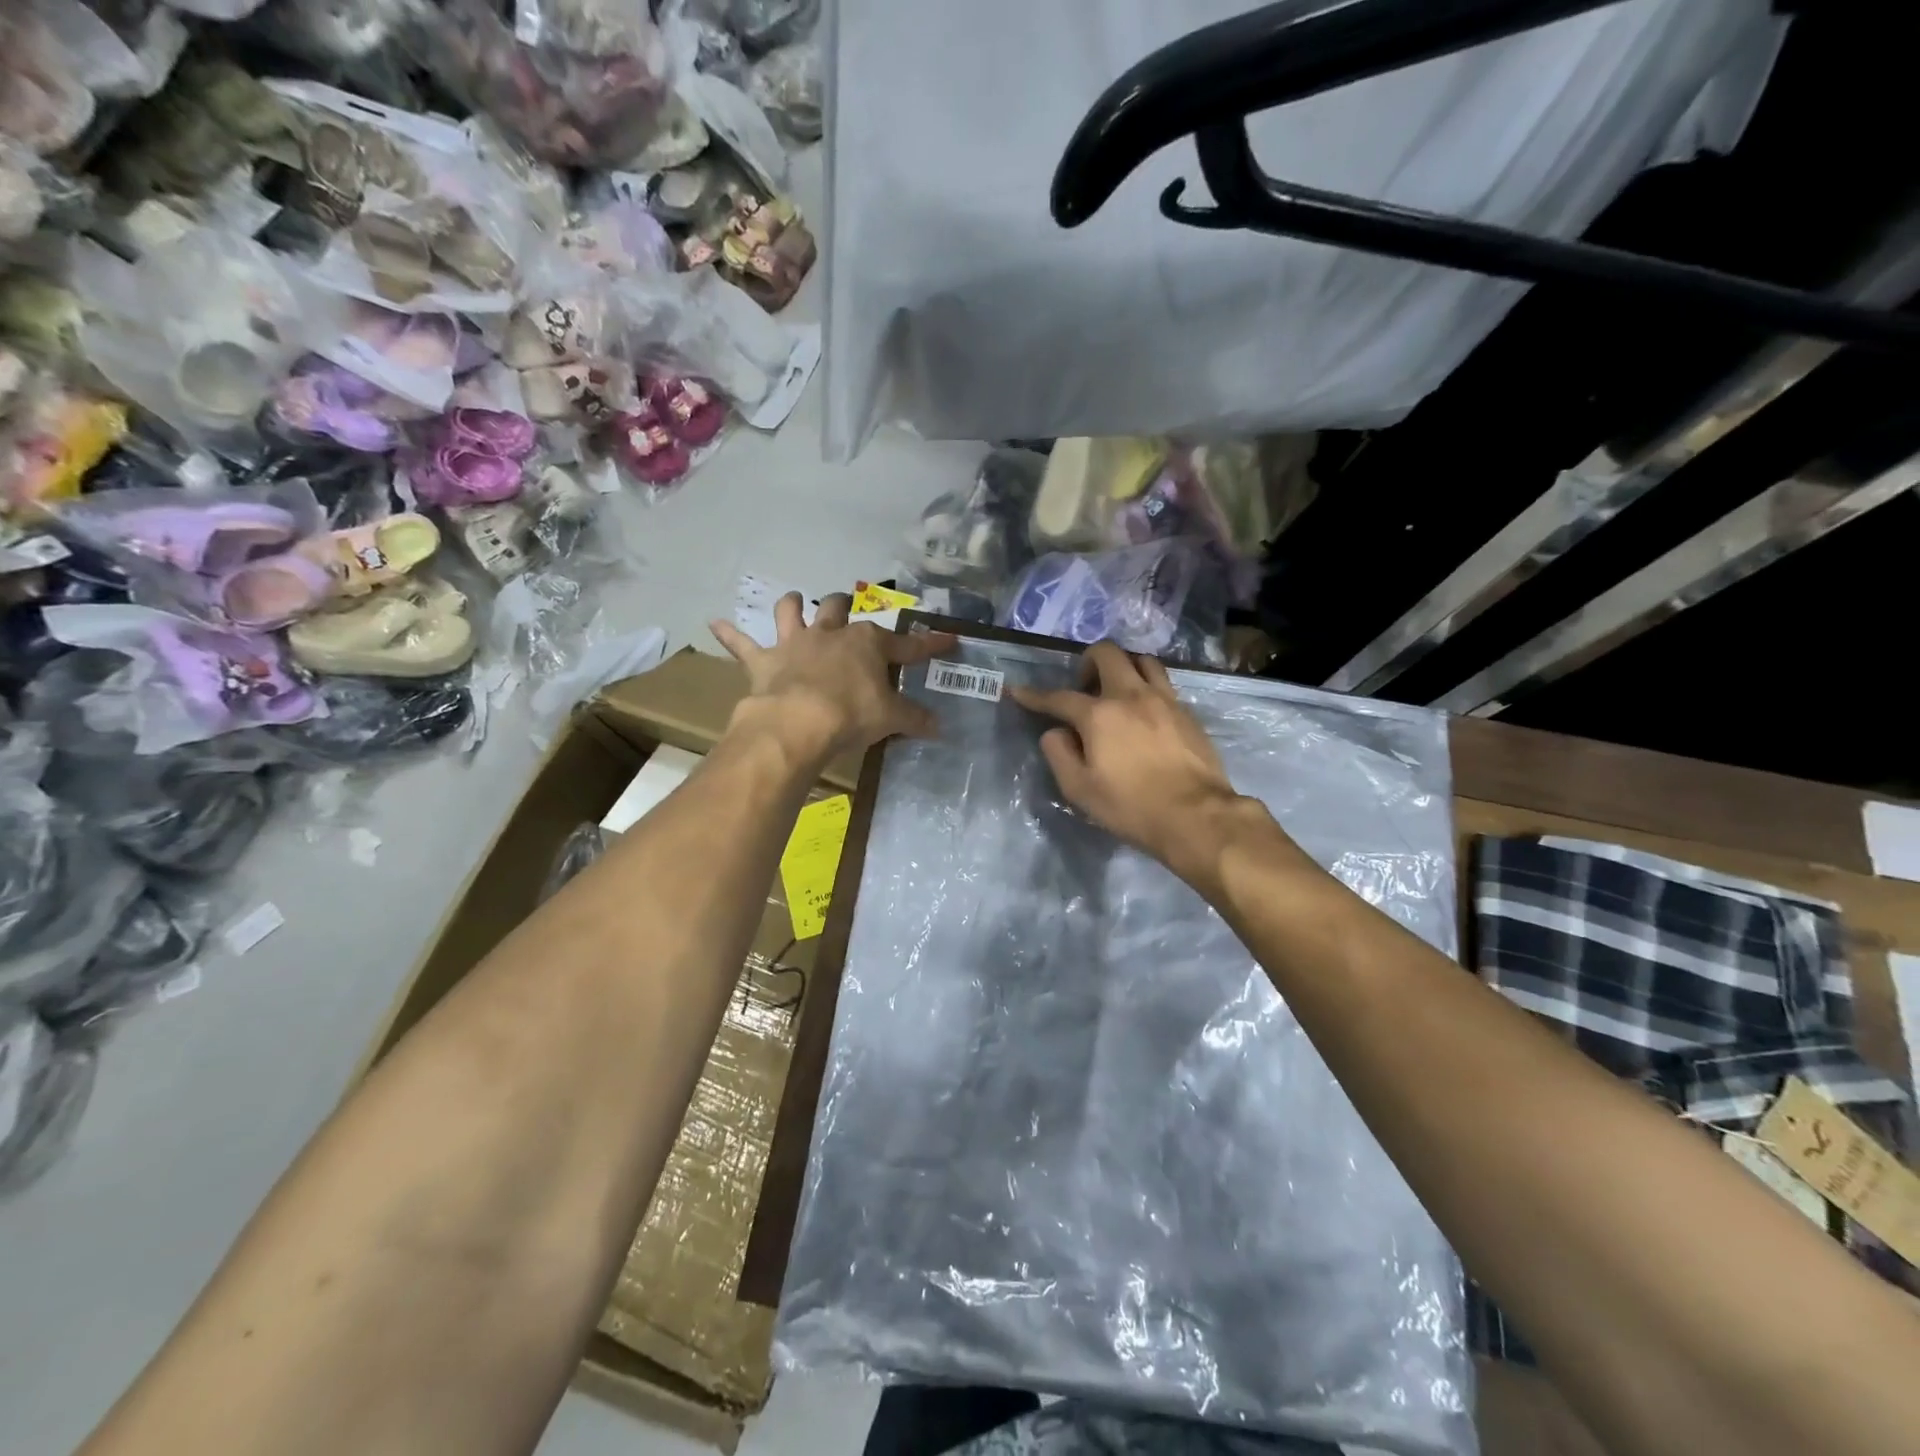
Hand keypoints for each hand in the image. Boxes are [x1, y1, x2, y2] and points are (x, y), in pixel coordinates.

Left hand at [711, 592, 955, 765]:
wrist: (798, 723)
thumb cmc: (851, 715)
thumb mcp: (891, 718)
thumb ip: (915, 719)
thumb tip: (940, 727)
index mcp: (866, 644)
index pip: (906, 644)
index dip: (928, 644)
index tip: (948, 640)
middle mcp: (830, 634)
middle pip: (838, 608)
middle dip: (844, 605)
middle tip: (846, 606)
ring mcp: (794, 644)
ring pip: (791, 611)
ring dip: (793, 605)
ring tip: (795, 601)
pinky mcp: (763, 662)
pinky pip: (741, 643)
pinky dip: (728, 634)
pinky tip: (714, 623)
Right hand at [1011, 642, 1264, 884]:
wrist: (1196, 816)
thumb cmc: (1131, 806)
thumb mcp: (1080, 789)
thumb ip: (1059, 754)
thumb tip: (1057, 732)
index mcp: (1099, 715)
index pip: (1059, 697)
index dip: (1034, 695)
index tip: (1018, 691)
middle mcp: (1131, 695)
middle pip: (1107, 653)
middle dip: (1087, 662)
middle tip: (1083, 689)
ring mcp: (1164, 700)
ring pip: (1141, 660)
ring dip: (1123, 667)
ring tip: (1117, 692)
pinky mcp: (1187, 712)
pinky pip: (1163, 683)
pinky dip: (1147, 687)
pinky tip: (1145, 713)